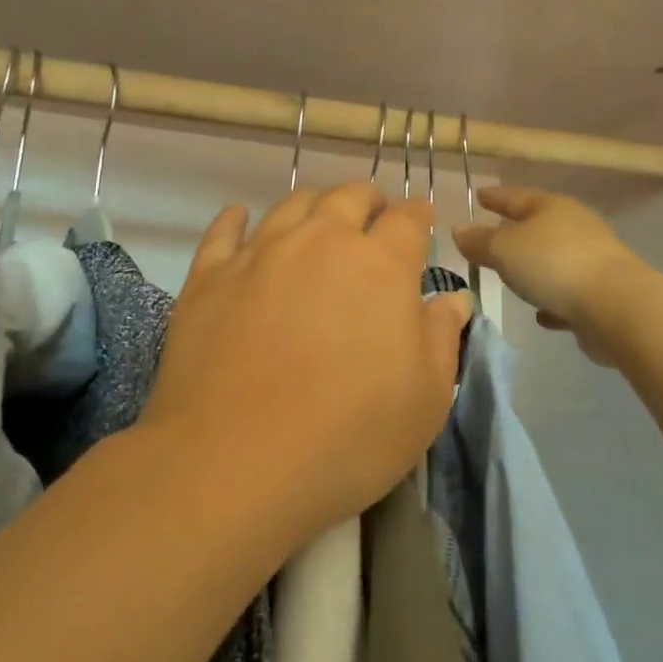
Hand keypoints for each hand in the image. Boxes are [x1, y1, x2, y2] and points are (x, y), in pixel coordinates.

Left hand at [142, 184, 471, 547]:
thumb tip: (453, 299)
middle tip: (374, 217)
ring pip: (292, 204)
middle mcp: (320, 241)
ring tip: (318, 220)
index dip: (419, 216)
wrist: (233, 464)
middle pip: (348, 197)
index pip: (408, 220)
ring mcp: (260, 253)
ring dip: (314, 205)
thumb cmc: (348, 437)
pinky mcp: (209, 276)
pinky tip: (240, 219)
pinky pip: (224, 230)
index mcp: (380, 265)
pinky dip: (237, 219)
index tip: (423, 221)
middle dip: (368, 201)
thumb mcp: (425, 400)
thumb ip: (442, 337)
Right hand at [453, 188, 641, 363]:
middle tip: (492, 237)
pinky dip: (553, 299)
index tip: (478, 196)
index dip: (495, 197)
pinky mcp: (601, 293)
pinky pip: (568, 292)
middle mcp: (574, 226)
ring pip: (554, 259)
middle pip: (539, 225)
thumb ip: (480, 242)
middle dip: (516, 232)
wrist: (615, 306)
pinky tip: (542, 314)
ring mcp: (592, 260)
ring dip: (536, 268)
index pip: (515, 196)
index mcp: (550, 207)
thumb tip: (460, 230)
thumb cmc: (552, 265)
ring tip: (513, 278)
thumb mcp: (503, 250)